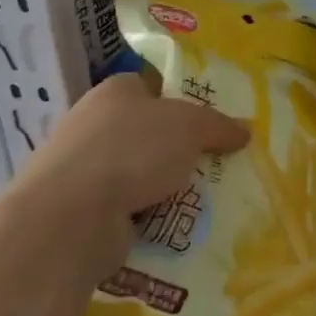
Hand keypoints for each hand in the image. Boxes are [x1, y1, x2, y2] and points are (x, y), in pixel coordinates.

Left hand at [2, 72, 249, 281]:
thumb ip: (219, 125)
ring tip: (202, 201)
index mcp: (115, 91)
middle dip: (178, 151)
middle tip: (214, 165)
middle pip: (147, 132)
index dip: (180, 101)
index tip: (209, 125)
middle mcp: (93, 124)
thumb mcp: (190, 127)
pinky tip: (174, 227)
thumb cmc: (132, 151)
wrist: (70, 217)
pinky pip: (125, 209)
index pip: (151, 87)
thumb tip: (245, 129)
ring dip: (163, 188)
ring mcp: (83, 168)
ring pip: (137, 173)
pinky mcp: (80, 210)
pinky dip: (146, 217)